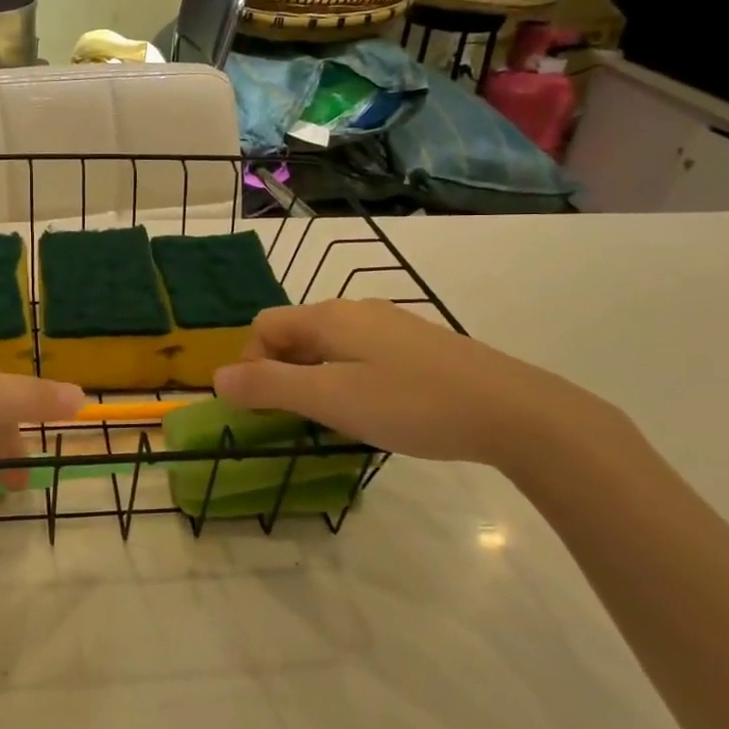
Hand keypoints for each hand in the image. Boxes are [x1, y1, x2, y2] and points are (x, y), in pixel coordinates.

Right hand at [212, 300, 614, 470]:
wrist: (511, 411)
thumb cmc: (410, 403)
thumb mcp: (330, 398)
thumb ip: (269, 386)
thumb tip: (216, 377)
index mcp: (328, 317)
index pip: (264, 326)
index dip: (250, 363)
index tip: (264, 407)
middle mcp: (355, 310)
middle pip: (294, 332)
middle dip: (280, 372)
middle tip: (296, 417)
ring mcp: (390, 325)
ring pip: (328, 345)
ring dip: (313, 377)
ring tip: (332, 418)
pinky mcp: (417, 345)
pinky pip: (360, 354)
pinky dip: (346, 377)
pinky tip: (374, 408)